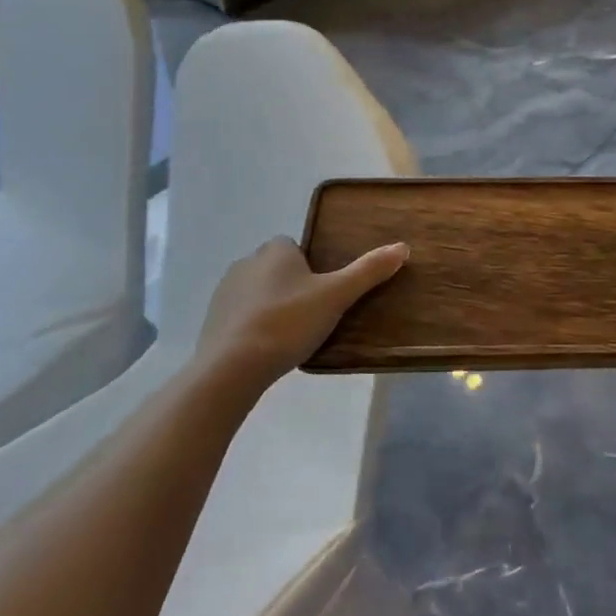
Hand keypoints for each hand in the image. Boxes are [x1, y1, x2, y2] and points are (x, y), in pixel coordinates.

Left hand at [195, 236, 407, 388]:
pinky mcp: (212, 322)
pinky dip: (253, 328)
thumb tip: (403, 247)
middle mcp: (246, 263)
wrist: (231, 368)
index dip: (311, 266)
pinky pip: (241, 317)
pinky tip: (267, 350)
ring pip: (258, 293)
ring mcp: (225, 293)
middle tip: (313, 315)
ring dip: (272, 307)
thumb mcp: (336, 296)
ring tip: (291, 336)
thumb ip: (368, 271)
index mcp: (275, 250)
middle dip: (292, 286)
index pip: (295, 246)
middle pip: (277, 269)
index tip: (324, 291)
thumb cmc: (287, 322)